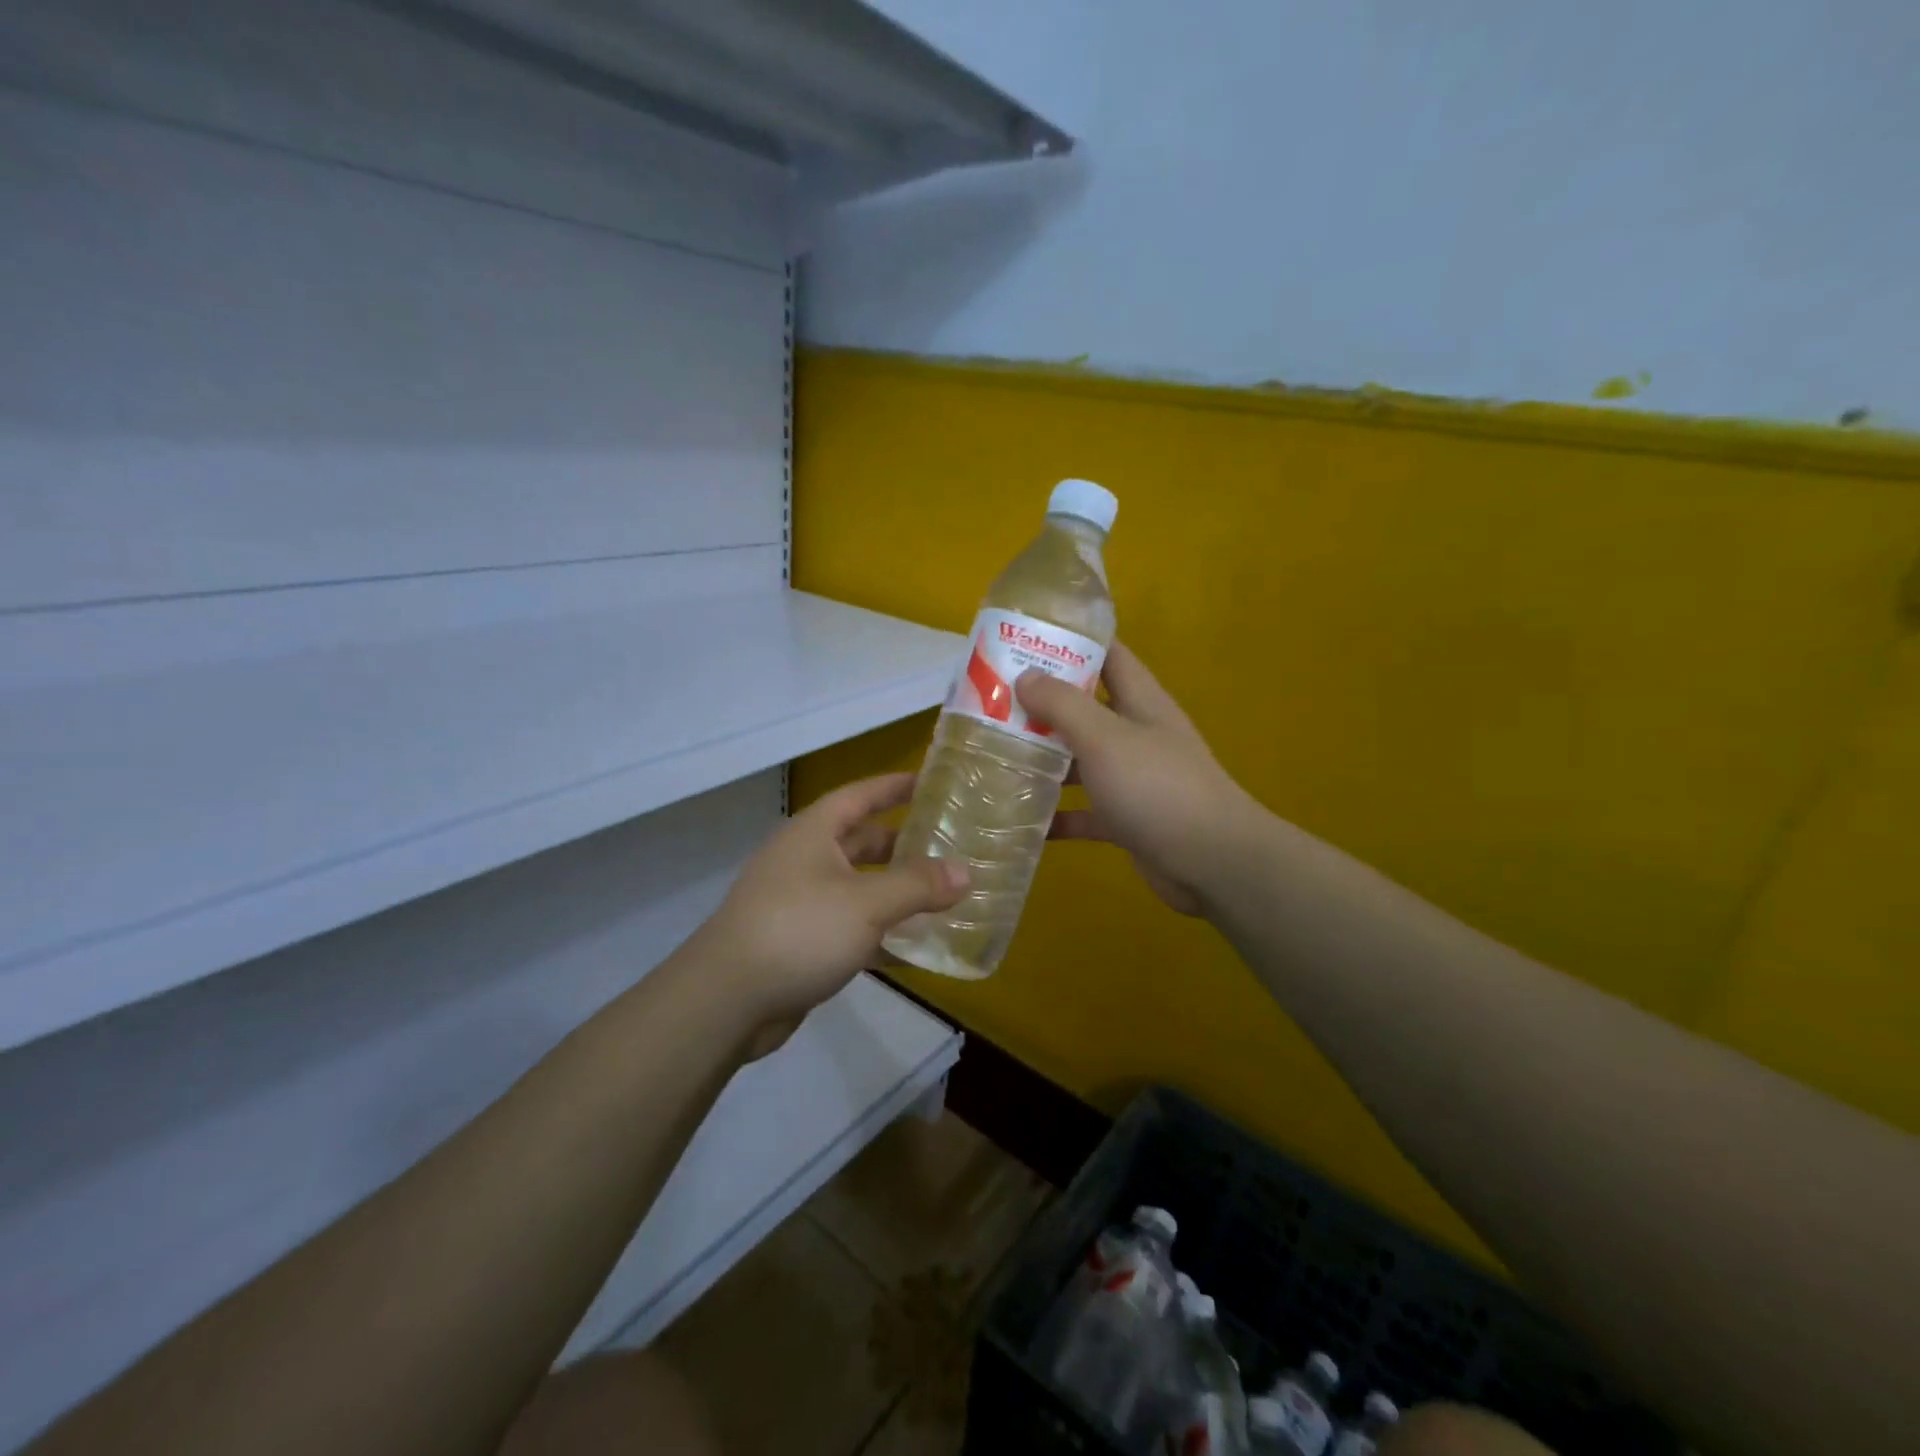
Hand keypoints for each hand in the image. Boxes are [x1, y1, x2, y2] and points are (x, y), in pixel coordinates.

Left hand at [685, 773, 967, 1055]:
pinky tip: (914, 948)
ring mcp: (800, 902)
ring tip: (942, 896)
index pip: (860, 795)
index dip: (894, 786)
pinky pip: (851, 927)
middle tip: (948, 846)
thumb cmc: (798, 931)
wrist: (726, 1000)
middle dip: (902, 844)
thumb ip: (918, 886)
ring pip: (859, 887)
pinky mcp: (801, 942)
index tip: (931, 782)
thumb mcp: (866, 904)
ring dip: (896, 892)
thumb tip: (965, 872)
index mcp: (814, 833)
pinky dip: (880, 933)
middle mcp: (805, 860)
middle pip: (861, 842)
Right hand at [1016, 642, 1261, 916]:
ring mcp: (1133, 778)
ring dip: (1044, 760)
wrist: (1212, 862)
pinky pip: (1084, 811)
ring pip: (1081, 761)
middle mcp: (1136, 734)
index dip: (1072, 641)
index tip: (1025, 639)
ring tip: (995, 755)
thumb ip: (1064, 705)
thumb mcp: (1105, 738)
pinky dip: (1057, 814)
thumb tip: (1026, 676)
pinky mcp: (1126, 819)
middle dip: (1043, 704)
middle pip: (1086, 709)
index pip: (1108, 655)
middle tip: (992, 701)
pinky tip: (1020, 819)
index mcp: (1140, 701)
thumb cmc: (1157, 787)